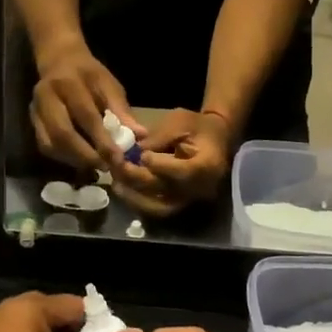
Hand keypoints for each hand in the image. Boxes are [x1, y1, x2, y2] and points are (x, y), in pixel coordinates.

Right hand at [31, 46, 140, 168]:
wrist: (60, 61)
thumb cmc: (89, 74)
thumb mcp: (109, 85)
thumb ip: (121, 110)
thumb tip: (139, 136)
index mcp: (68, 83)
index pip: (85, 116)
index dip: (102, 140)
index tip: (118, 158)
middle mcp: (46, 96)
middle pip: (62, 133)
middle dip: (85, 155)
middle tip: (105, 167)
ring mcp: (35, 110)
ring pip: (51, 143)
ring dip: (74, 159)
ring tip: (95, 166)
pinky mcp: (32, 121)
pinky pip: (45, 145)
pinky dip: (64, 157)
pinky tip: (80, 160)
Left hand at [113, 109, 232, 217]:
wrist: (216, 139)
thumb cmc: (198, 126)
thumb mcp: (180, 121)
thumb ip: (158, 137)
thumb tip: (133, 151)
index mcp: (208, 165)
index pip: (182, 172)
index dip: (160, 166)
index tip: (142, 155)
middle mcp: (201, 188)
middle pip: (166, 190)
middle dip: (137, 178)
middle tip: (117, 166)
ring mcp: (190, 199)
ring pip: (159, 207)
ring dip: (134, 197)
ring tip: (115, 183)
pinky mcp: (181, 204)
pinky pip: (157, 209)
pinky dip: (139, 202)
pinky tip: (123, 189)